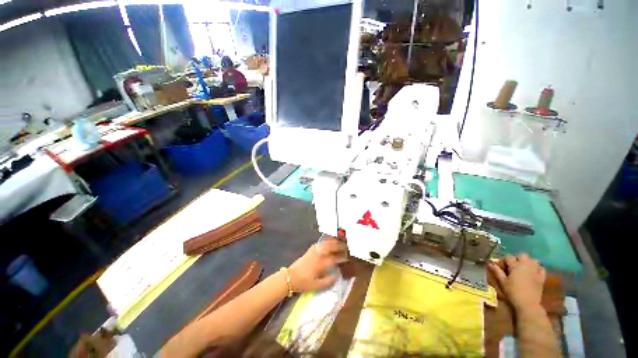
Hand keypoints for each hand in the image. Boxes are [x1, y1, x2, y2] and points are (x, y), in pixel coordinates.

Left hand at [288, 238, 348, 292]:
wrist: (291, 277)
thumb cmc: (304, 283)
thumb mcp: (317, 286)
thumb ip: (329, 281)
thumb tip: (337, 274)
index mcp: (322, 263)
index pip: (335, 258)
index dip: (342, 258)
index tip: (347, 258)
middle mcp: (319, 254)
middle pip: (332, 246)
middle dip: (340, 246)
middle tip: (346, 248)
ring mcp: (315, 249)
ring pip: (327, 242)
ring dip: (335, 242)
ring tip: (340, 243)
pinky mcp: (311, 248)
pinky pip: (322, 242)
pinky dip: (328, 241)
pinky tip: (330, 242)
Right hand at [488, 254, 545, 310]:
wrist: (528, 304)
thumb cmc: (513, 293)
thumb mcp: (502, 282)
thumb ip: (497, 271)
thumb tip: (489, 263)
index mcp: (515, 265)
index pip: (508, 256)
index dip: (504, 260)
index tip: (501, 266)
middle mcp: (526, 265)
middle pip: (522, 255)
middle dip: (517, 258)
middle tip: (513, 266)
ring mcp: (535, 271)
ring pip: (533, 260)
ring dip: (528, 262)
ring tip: (524, 268)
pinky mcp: (542, 277)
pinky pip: (541, 268)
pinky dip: (538, 268)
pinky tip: (534, 272)